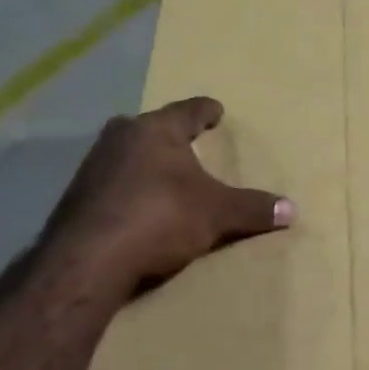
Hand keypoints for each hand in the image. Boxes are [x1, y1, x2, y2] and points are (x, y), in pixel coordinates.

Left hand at [47, 98, 293, 295]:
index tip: (217, 110)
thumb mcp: (216, 214)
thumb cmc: (160, 218)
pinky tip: (137, 208)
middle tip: (188, 144)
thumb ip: (252, 208)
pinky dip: (128, 191)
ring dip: (146, 164)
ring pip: (127, 155)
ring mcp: (92, 166)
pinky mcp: (76, 197)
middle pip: (152, 129)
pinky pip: (111, 185)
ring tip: (165, 179)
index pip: (189, 111)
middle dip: (170, 136)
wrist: (88, 259)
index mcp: (155, 130)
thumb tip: (292, 209)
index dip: (206, 111)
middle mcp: (120, 138)